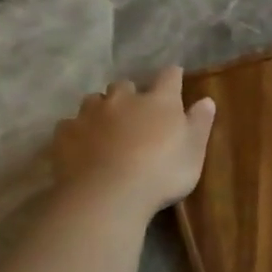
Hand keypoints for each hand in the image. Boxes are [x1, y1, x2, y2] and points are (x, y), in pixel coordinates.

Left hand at [50, 67, 215, 220]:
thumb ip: (200, 123)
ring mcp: (90, 114)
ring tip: (106, 127)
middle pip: (125, 85)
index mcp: (159, 101)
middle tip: (136, 112)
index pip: (169, 77)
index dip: (173, 76)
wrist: (109, 194)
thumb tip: (207, 100)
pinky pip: (70, 125)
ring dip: (102, 109)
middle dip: (131, 94)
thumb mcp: (194, 151)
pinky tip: (83, 146)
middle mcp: (123, 99)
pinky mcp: (65, 133)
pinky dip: (78, 131)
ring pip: (94, 100)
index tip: (176, 79)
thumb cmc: (163, 172)